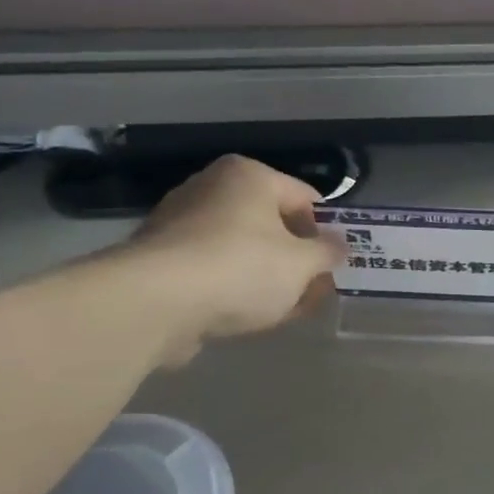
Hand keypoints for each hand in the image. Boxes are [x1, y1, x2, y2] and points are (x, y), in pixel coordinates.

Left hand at [121, 155, 342, 365]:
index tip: (336, 264)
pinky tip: (248, 318)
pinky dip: (234, 289)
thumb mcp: (302, 264)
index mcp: (249, 175)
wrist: (154, 303)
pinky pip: (212, 271)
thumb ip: (327, 253)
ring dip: (268, 279)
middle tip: (315, 292)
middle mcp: (212, 188)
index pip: (305, 197)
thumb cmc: (240, 268)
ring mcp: (181, 223)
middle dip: (297, 260)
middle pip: (272, 224)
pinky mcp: (160, 261)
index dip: (327, 231)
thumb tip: (339, 246)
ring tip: (287, 311)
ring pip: (242, 250)